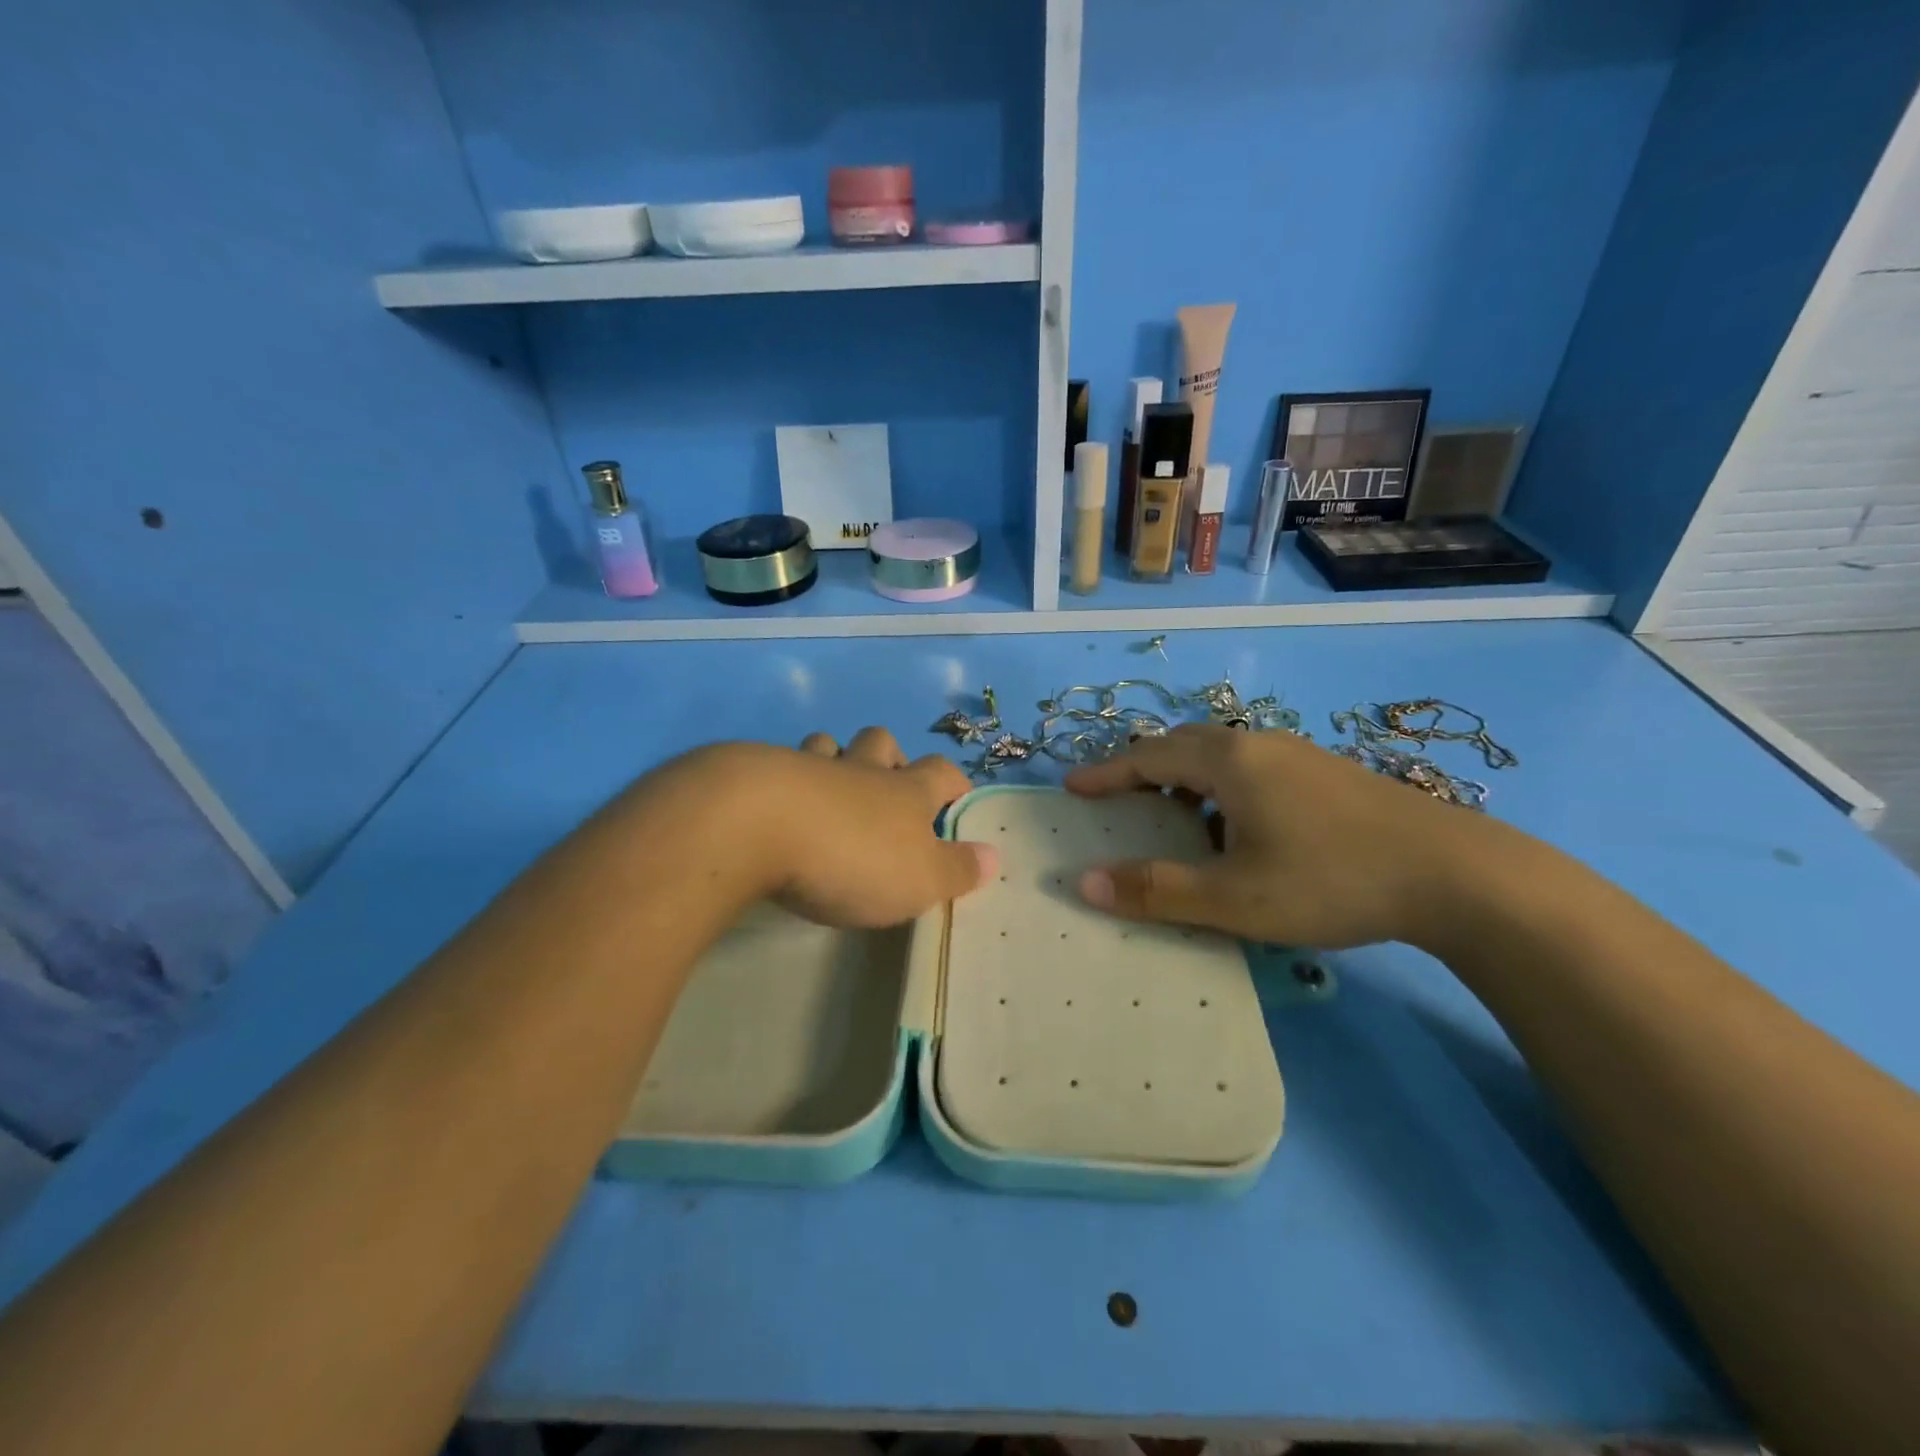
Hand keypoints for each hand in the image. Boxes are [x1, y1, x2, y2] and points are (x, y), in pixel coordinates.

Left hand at [763, 726, 995, 926]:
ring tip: (830, 786)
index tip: (956, 796)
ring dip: (834, 758)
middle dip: (891, 757)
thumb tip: (994, 856)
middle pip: (882, 742)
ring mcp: (808, 767)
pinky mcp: (760, 776)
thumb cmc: (854, 857)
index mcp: (905, 791)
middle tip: (888, 785)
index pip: (941, 773)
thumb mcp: (920, 879)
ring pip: (828, 745)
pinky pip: (780, 765)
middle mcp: (861, 770)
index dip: (953, 782)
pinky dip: (786, 778)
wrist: (757, 826)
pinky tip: (777, 803)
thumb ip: (958, 869)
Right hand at [1064, 724, 1483, 949]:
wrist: (1457, 874)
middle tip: (1119, 800)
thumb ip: (1156, 889)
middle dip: (1143, 769)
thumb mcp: (1234, 897)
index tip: (1072, 788)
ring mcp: (1299, 755)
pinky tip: (1240, 828)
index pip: (1147, 757)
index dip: (1106, 773)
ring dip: (1186, 778)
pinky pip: (1253, 767)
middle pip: (1183, 745)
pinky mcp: (1328, 773)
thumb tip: (1083, 882)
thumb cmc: (1331, 880)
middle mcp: (1259, 745)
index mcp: (1229, 762)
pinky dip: (1222, 787)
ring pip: (1222, 755)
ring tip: (1175, 818)